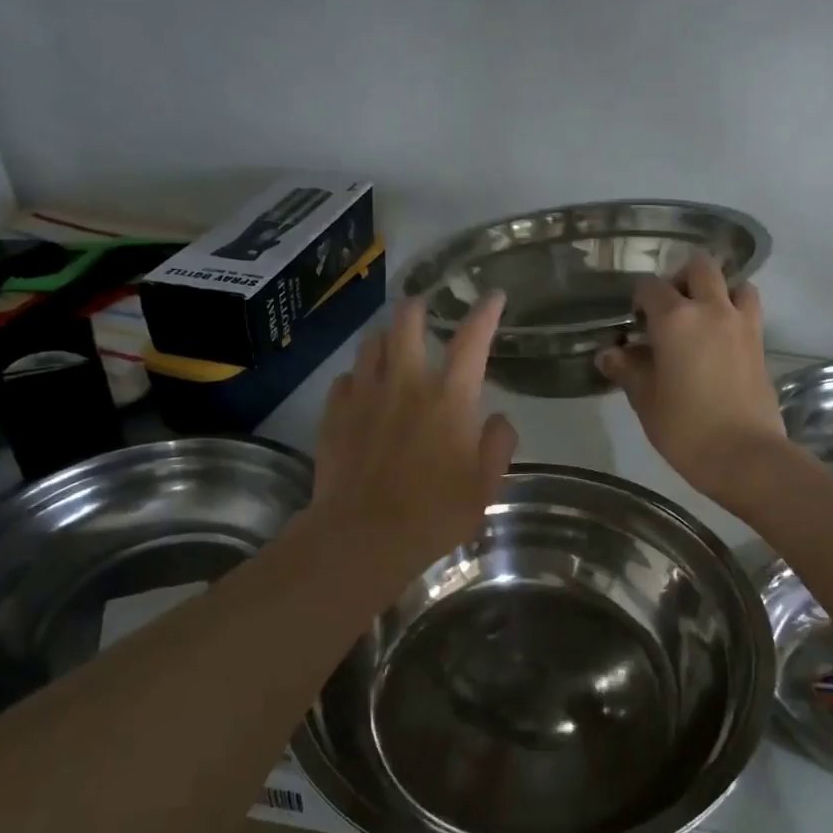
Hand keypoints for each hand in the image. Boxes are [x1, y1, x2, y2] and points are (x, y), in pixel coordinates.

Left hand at [311, 293, 517, 575]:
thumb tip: (497, 419)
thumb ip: (497, 445)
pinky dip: (358, 377)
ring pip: (371, 344)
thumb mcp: (485, 485)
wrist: (363, 536)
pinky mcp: (334, 414)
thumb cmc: (435, 512)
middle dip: (417, 308)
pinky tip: (361, 390)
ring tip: (391, 346)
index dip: (485, 313)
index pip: (472, 340)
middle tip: (422, 308)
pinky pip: (345, 379)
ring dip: (386, 339)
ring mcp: (365, 395)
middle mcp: (406, 383)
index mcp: (450, 397)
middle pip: (407, 323)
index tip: (493, 296)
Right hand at [596, 254, 789, 510]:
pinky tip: (720, 340)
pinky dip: (735, 311)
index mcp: (676, 319)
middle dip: (681, 279)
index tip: (635, 321)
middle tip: (670, 309)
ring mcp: (742, 323)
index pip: (651, 287)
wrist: (745, 455)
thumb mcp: (646, 401)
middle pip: (700, 268)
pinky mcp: (761, 343)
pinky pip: (749, 310)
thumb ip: (628, 370)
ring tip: (703, 319)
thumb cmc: (685, 429)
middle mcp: (712, 309)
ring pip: (734, 284)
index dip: (640, 299)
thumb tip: (609, 353)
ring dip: (718, 291)